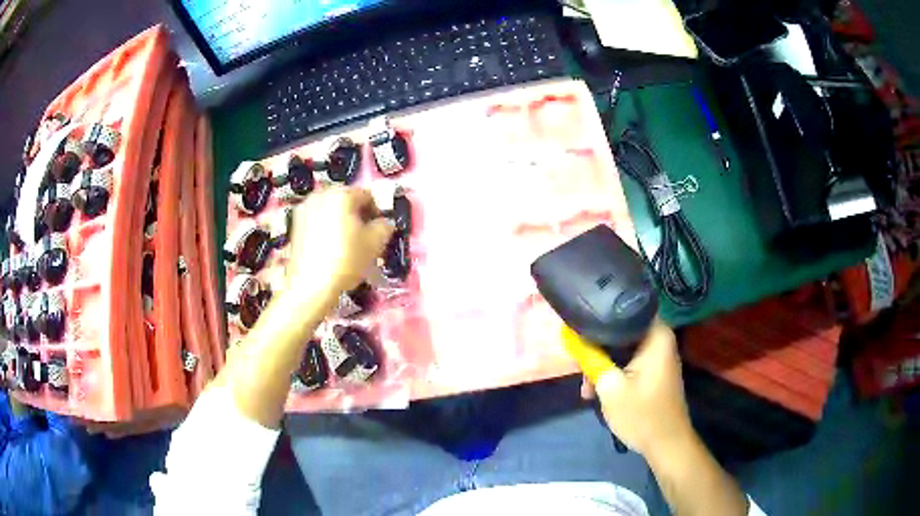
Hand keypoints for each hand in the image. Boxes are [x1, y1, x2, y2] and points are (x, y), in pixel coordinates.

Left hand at [284, 186, 393, 305]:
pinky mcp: (294, 226)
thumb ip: (384, 227)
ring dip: (341, 223)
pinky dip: (326, 230)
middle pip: (346, 201)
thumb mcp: (375, 244)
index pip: (367, 196)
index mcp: (342, 194)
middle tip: (364, 237)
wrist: (310, 286)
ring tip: (347, 245)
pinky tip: (331, 250)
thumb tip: (384, 223)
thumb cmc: (346, 260)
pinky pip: (317, 222)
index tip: (379, 231)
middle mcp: (320, 195)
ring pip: (330, 211)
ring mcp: (304, 210)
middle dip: (357, 216)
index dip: (376, 213)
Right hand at [565, 319, 693, 456]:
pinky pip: (629, 361)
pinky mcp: (653, 371)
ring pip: (623, 348)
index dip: (601, 310)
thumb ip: (589, 358)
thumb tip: (567, 334)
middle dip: (597, 345)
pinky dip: (614, 372)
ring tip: (586, 387)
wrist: (666, 444)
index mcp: (656, 334)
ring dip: (603, 363)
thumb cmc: (641, 414)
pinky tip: (597, 390)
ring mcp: (658, 356)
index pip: (627, 305)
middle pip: (623, 329)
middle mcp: (660, 339)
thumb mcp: (609, 386)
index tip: (579, 319)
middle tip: (577, 360)